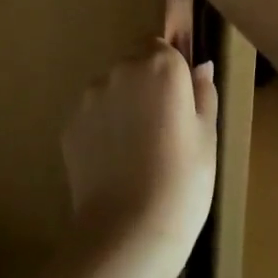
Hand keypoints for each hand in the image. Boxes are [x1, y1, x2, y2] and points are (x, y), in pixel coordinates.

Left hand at [61, 43, 216, 277]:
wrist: (129, 231)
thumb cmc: (183, 182)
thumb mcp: (208, 138)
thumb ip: (203, 94)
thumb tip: (201, 67)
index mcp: (160, 66)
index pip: (162, 46)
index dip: (171, 71)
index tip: (180, 101)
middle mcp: (120, 71)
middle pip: (134, 64)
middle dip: (146, 86)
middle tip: (162, 129)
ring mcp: (90, 97)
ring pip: (111, 90)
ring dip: (122, 106)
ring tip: (137, 151)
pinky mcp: (69, 124)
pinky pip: (92, 116)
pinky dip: (102, 130)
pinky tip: (116, 163)